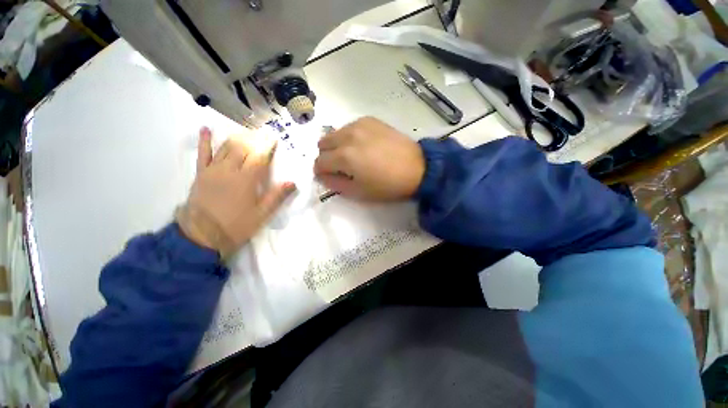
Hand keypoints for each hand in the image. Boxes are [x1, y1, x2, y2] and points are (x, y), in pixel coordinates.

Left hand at [176, 127, 295, 256]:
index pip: (259, 157)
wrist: (202, 236)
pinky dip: (204, 141)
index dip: (267, 147)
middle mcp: (229, 170)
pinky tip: (206, 129)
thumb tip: (292, 183)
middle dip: (254, 139)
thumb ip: (277, 196)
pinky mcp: (201, 174)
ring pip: (226, 148)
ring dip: (237, 137)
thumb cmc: (236, 226)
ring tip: (247, 131)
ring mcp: (213, 170)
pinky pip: (202, 154)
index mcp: (246, 180)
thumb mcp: (262, 214)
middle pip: (243, 148)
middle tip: (263, 133)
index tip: (274, 138)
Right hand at [314, 117, 424, 200]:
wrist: (417, 168)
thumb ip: (335, 184)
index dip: (320, 172)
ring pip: (335, 133)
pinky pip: (349, 127)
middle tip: (340, 167)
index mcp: (344, 156)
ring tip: (353, 156)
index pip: (319, 162)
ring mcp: (359, 125)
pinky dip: (349, 137)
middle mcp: (348, 136)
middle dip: (327, 157)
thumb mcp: (358, 192)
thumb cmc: (387, 186)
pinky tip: (364, 145)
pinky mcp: (370, 120)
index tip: (328, 177)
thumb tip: (322, 176)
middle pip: (322, 144)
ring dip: (337, 146)